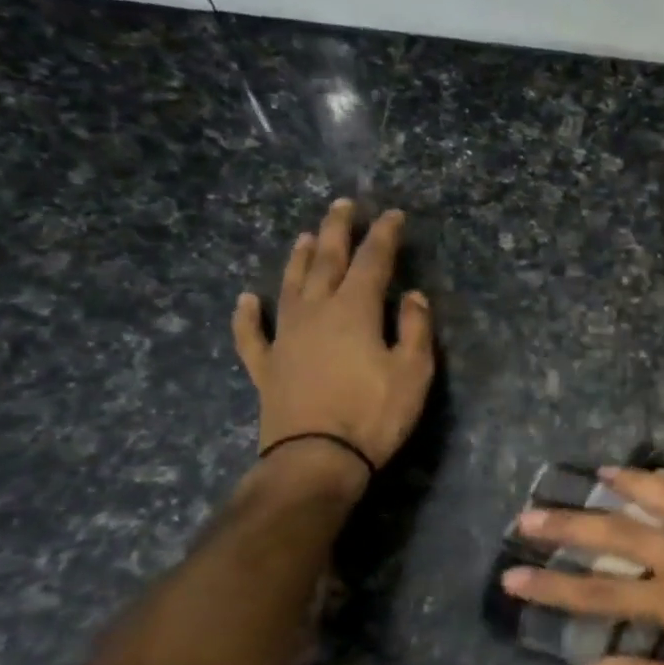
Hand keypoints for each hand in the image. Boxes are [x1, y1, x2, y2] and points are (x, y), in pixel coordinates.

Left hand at [232, 201, 434, 479]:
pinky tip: (247, 299)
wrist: (316, 459)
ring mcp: (285, 338)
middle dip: (336, 231)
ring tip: (304, 237)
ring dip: (297, 259)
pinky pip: (252, 334)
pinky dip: (247, 315)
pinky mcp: (267, 366)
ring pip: (289, 287)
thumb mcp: (413, 371)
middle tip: (342, 205)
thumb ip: (416, 329)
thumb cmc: (374, 414)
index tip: (392, 215)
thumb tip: (414, 296)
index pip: (372, 262)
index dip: (383, 236)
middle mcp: (315, 312)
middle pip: (325, 261)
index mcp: (354, 310)